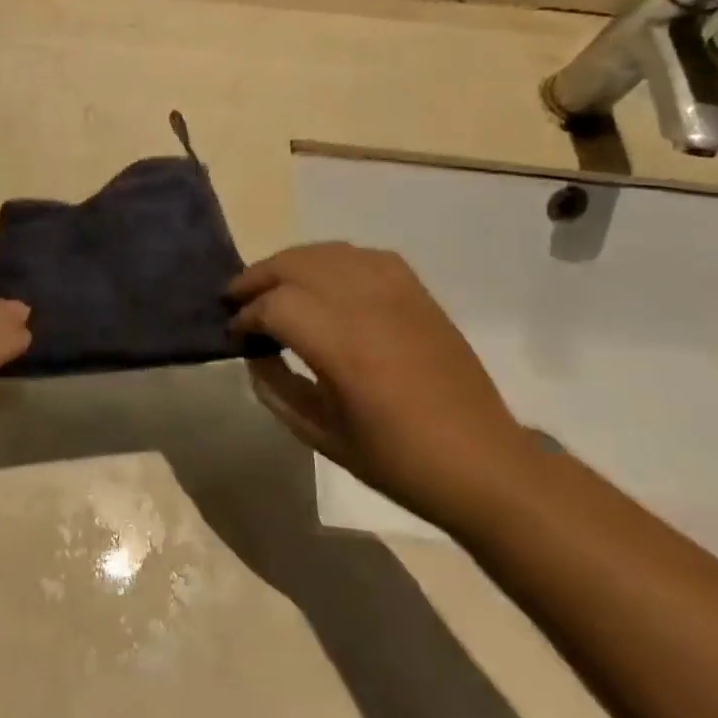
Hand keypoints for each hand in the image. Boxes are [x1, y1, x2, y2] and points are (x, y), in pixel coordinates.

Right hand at [229, 244, 532, 528]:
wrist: (483, 464)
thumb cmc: (397, 460)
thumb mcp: (320, 435)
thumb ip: (275, 387)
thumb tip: (255, 353)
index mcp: (344, 348)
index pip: (276, 306)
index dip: (246, 316)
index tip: (234, 334)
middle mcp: (368, 307)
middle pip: (297, 265)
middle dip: (257, 277)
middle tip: (236, 299)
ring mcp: (398, 294)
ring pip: (328, 253)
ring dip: (291, 263)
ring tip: (273, 285)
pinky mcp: (418, 294)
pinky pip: (365, 257)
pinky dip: (332, 260)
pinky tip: (323, 280)